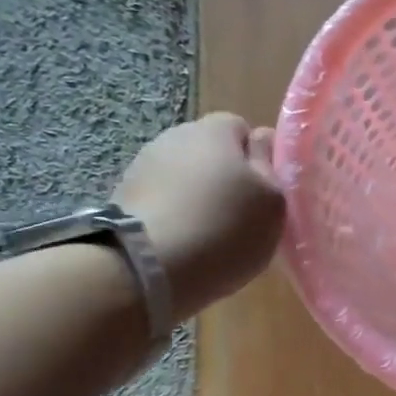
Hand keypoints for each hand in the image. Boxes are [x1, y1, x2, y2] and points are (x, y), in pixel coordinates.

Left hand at [114, 112, 283, 318]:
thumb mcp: (273, 200)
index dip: (257, 157)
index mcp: (214, 130)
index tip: (265, 190)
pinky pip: (162, 200)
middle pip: (210, 152)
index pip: (241, 128)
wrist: (145, 267)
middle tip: (242, 215)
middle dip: (226, 176)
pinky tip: (184, 244)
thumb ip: (271, 165)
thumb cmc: (224, 228)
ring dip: (198, 197)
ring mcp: (142, 166)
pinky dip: (175, 216)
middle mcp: (174, 137)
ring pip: (184, 176)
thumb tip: (262, 139)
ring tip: (210, 234)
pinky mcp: (122, 198)